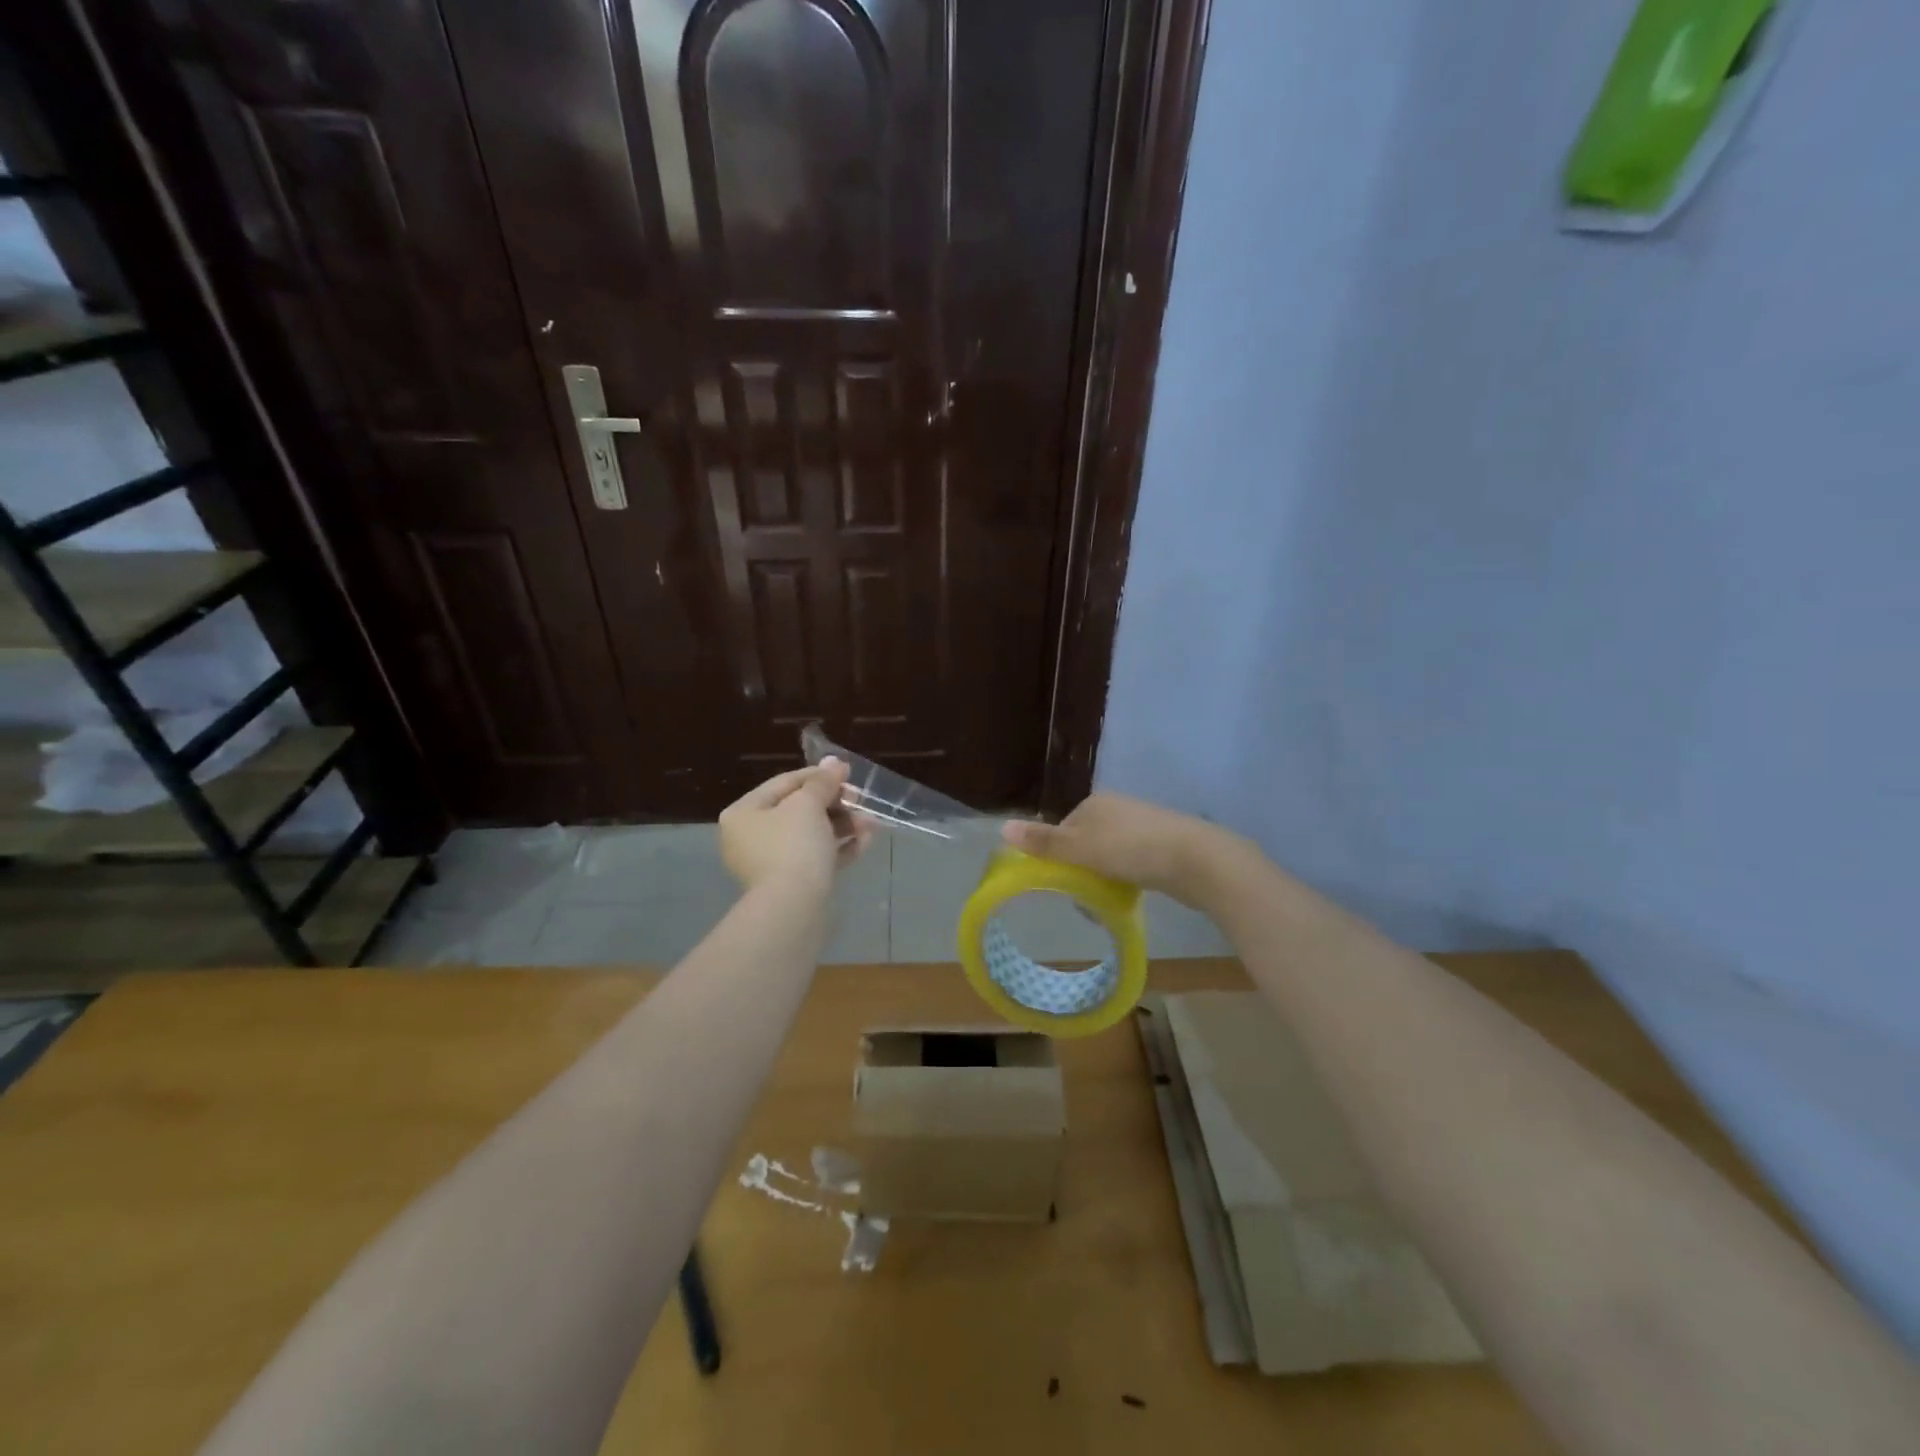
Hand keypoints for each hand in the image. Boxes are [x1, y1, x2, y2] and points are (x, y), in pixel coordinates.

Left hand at [719, 757, 873, 892]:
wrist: (794, 908)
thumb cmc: (794, 845)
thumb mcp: (809, 805)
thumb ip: (822, 782)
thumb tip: (834, 762)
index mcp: (743, 814)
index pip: (784, 783)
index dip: (818, 775)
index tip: (846, 773)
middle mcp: (751, 837)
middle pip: (799, 810)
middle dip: (836, 803)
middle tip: (861, 799)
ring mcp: (771, 863)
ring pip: (812, 835)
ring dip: (844, 825)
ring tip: (871, 822)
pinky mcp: (792, 884)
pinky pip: (817, 858)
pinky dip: (840, 848)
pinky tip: (867, 840)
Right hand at [1001, 792, 1248, 907]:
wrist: (1196, 859)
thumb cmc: (1132, 850)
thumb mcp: (1081, 848)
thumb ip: (1044, 841)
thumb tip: (1002, 827)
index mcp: (1095, 803)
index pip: (1063, 829)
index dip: (1057, 856)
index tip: (1060, 882)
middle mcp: (1117, 808)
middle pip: (1084, 843)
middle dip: (1080, 869)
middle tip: (1082, 896)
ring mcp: (1142, 825)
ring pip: (1108, 854)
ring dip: (1102, 877)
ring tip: (1105, 901)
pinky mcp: (1162, 845)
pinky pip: (1130, 862)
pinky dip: (1125, 878)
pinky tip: (1129, 894)